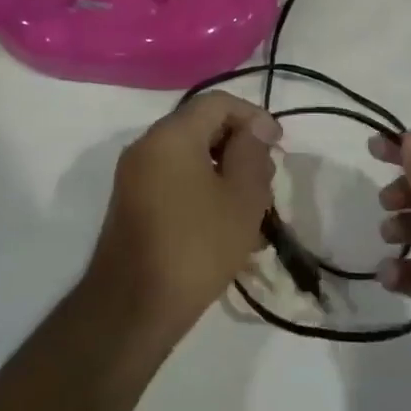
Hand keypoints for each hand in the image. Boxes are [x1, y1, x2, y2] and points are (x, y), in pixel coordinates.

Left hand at [86, 92, 281, 340]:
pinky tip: (225, 225)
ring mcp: (134, 175)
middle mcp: (146, 146)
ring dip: (223, 172)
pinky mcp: (132, 203)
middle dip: (239, 147)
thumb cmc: (196, 247)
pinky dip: (202, 189)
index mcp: (171, 135)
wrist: (133, 307)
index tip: (278, 146)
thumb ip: (252, 153)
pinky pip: (173, 180)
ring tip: (251, 209)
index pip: (217, 103)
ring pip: (189, 157)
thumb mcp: (242, 198)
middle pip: (200, 127)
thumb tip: (255, 128)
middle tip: (266, 180)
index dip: (253, 116)